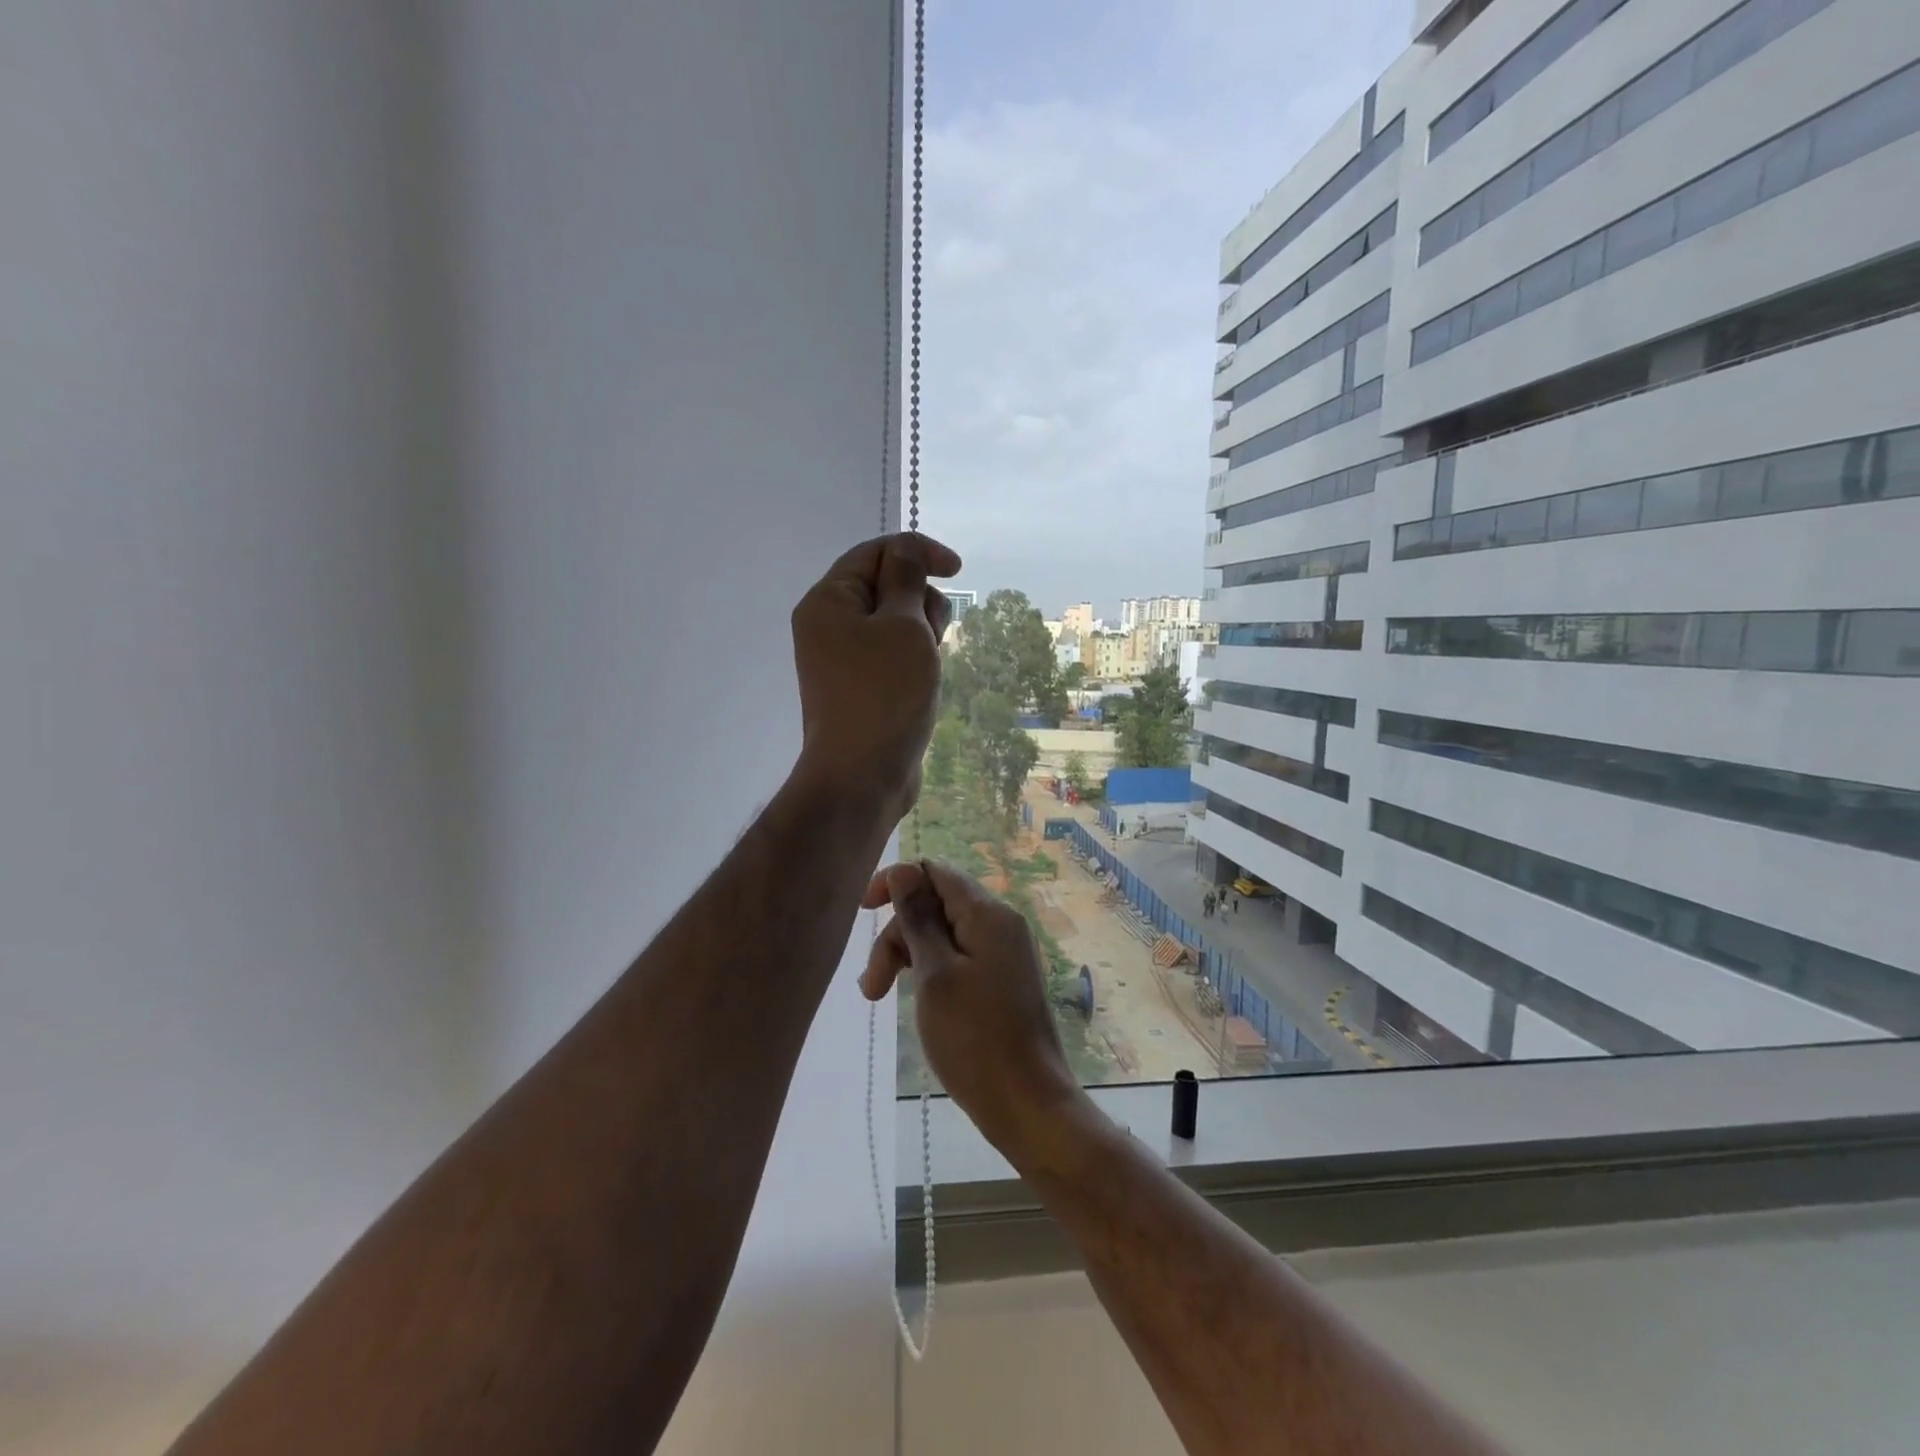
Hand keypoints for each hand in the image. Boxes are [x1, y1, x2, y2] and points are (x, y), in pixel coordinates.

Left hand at [790, 533, 961, 823]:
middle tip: (932, 633)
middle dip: (920, 598)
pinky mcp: (860, 686)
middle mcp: (828, 624)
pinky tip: (926, 678)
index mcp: (828, 600)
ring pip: (894, 621)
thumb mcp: (904, 625)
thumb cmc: (885, 694)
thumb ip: (908, 579)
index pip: (875, 552)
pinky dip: (913, 656)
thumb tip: (906, 552)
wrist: (863, 776)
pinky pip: (891, 653)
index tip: (957, 570)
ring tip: (930, 662)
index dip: (918, 552)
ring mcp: (842, 658)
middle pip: (885, 585)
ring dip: (921, 631)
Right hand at [860, 860, 1086, 1159]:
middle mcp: (1000, 923)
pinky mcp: (1001, 980)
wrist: (1028, 1105)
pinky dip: (928, 971)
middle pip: (935, 903)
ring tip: (877, 998)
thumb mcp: (935, 974)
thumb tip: (903, 870)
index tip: (863, 914)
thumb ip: (918, 918)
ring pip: (942, 933)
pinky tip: (911, 999)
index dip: (895, 883)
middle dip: (896, 934)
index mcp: (988, 913)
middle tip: (871, 987)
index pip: (934, 870)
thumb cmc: (975, 1038)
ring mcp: (1003, 953)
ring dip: (906, 956)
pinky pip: (957, 957)